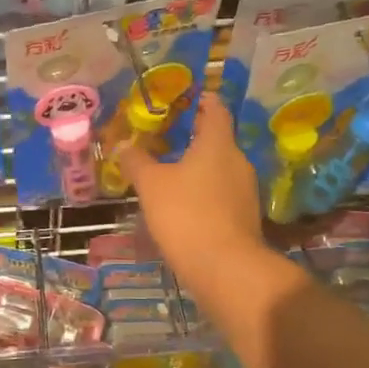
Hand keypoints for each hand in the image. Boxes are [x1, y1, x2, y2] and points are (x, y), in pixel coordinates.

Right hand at [120, 94, 267, 297]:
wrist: (225, 269)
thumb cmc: (186, 214)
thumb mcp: (151, 185)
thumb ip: (137, 161)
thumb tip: (123, 145)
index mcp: (218, 143)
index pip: (215, 108)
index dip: (201, 100)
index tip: (184, 98)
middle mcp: (238, 161)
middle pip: (217, 139)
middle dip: (193, 137)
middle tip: (165, 137)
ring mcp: (245, 191)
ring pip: (219, 168)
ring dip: (197, 167)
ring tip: (169, 172)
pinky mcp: (244, 218)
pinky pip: (221, 194)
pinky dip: (204, 192)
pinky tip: (183, 205)